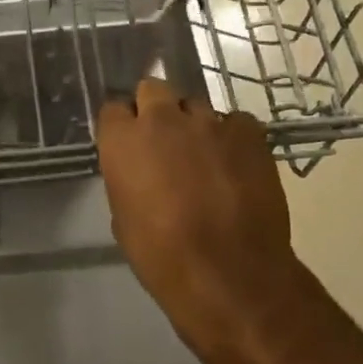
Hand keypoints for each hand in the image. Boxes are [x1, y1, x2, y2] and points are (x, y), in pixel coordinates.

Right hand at [97, 79, 306, 361]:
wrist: (229, 274)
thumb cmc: (161, 256)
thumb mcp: (123, 217)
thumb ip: (127, 178)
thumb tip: (139, 172)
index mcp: (122, 140)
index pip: (113, 109)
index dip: (122, 125)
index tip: (129, 142)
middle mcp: (162, 118)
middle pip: (153, 89)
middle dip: (156, 108)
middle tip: (165, 140)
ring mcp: (208, 121)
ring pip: (196, 105)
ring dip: (195, 124)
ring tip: (205, 155)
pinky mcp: (248, 132)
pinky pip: (235, 122)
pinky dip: (233, 136)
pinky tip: (237, 163)